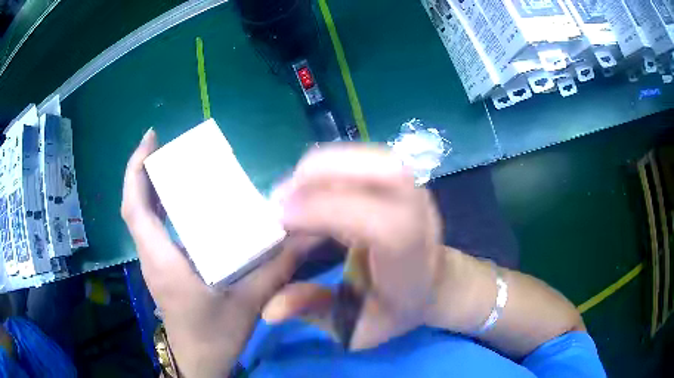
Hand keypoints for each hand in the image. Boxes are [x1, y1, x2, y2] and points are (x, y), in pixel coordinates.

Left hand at [121, 129, 312, 376]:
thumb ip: (278, 267)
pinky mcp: (160, 268)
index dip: (136, 170)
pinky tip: (177, 202)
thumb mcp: (249, 301)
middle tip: (164, 145)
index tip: (150, 138)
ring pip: (140, 216)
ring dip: (148, 187)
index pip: (134, 207)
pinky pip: (150, 228)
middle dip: (142, 170)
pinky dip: (156, 207)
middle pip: (133, 205)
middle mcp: (151, 256)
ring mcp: (153, 262)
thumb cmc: (215, 334)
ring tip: (171, 165)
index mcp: (162, 259)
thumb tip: (308, 234)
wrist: (199, 361)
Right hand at [263, 144, 445, 349]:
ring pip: (371, 157)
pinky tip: (310, 186)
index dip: (327, 211)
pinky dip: (330, 166)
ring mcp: (413, 191)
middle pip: (384, 171)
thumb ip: (317, 313)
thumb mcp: (360, 329)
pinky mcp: (401, 180)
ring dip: (322, 167)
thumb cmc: (399, 309)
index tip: (281, 219)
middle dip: (322, 174)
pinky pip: (363, 159)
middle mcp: (418, 216)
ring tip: (291, 191)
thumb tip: (270, 309)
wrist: (434, 283)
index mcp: (410, 259)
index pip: (380, 223)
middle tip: (281, 198)